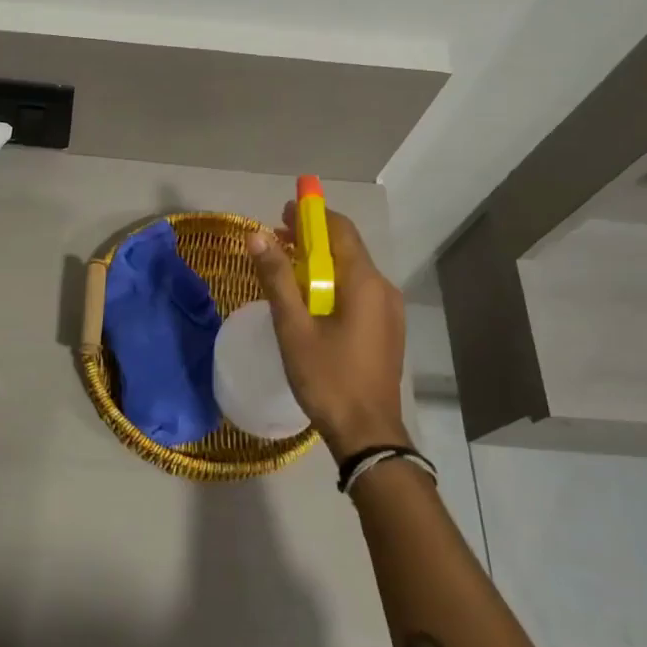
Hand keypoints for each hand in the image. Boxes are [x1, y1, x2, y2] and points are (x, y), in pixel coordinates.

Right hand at [247, 202, 408, 460]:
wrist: (367, 433)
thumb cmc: (327, 378)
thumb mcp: (294, 327)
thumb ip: (276, 279)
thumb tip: (257, 236)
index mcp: (364, 282)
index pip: (340, 229)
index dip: (311, 215)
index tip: (282, 214)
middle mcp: (383, 288)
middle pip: (347, 248)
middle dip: (313, 239)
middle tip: (277, 240)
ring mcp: (389, 310)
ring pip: (353, 271)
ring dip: (321, 263)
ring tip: (287, 271)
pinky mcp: (387, 329)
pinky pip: (359, 292)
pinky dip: (333, 284)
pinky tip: (311, 301)